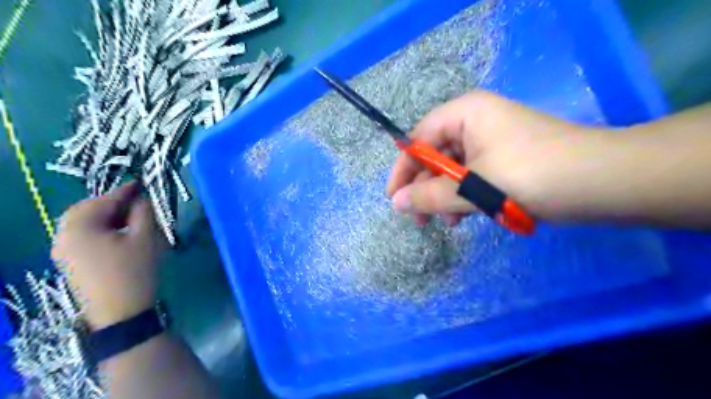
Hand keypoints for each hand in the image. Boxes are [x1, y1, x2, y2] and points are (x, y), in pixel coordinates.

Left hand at [51, 182, 165, 327]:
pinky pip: (83, 236)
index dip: (125, 190)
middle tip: (136, 201)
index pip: (102, 200)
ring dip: (107, 216)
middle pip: (86, 210)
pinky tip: (120, 233)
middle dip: (111, 203)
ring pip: (84, 223)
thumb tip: (142, 198)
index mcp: (79, 228)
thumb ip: (143, 212)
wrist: (121, 313)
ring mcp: (63, 252)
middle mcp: (63, 237)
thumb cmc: (135, 271)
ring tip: (131, 217)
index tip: (142, 182)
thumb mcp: (145, 238)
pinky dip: (101, 228)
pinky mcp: (70, 263)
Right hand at [386, 90, 613, 226]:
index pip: (419, 139)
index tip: (393, 198)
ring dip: (446, 196)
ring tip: (448, 221)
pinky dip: (466, 197)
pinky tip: (466, 216)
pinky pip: (473, 176)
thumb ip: (430, 196)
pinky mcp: (505, 160)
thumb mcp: (473, 189)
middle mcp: (475, 121)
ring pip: (454, 170)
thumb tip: (396, 203)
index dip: (403, 169)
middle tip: (419, 219)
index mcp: (464, 114)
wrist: (603, 183)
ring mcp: (492, 141)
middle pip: (435, 155)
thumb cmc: (531, 176)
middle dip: (426, 188)